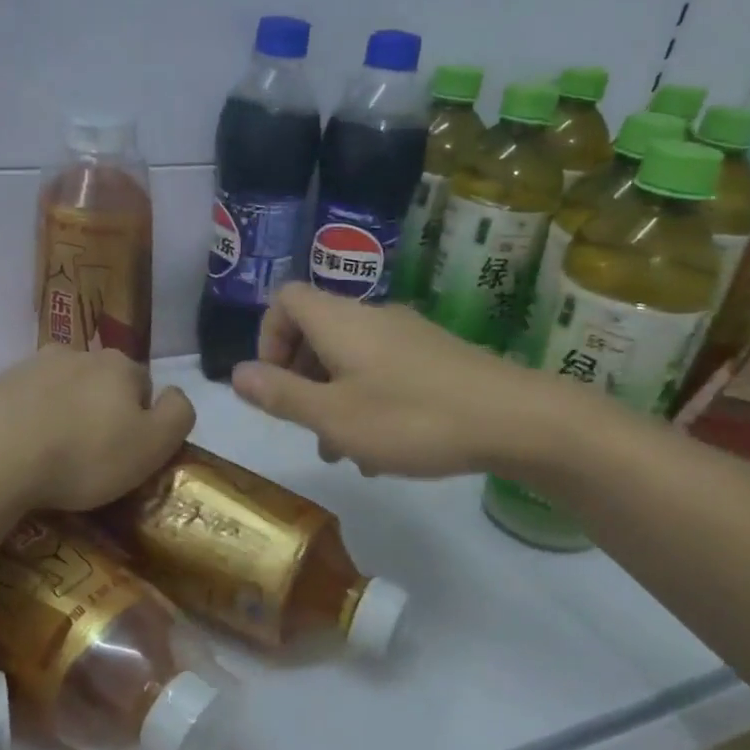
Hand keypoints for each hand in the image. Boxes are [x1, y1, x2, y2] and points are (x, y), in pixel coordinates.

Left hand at [0, 346, 194, 510]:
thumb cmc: (83, 454)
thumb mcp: (153, 445)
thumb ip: (178, 415)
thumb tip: (174, 396)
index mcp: (119, 365)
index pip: (145, 387)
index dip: (142, 422)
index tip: (128, 454)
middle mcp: (77, 353)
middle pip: (102, 385)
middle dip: (102, 414)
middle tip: (92, 458)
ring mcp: (32, 366)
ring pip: (63, 391)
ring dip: (65, 416)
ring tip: (54, 458)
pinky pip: (27, 403)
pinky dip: (32, 422)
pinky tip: (24, 452)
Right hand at [230, 283, 569, 478]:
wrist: (514, 419)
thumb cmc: (411, 418)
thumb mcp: (333, 416)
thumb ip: (281, 394)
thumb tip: (235, 373)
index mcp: (340, 322)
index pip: (285, 299)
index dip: (267, 336)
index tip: (273, 383)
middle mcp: (371, 317)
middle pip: (316, 330)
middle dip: (300, 376)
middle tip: (306, 424)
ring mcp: (408, 335)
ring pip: (350, 357)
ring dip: (334, 396)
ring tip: (342, 450)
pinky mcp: (435, 357)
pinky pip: (382, 370)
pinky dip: (367, 400)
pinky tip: (383, 449)